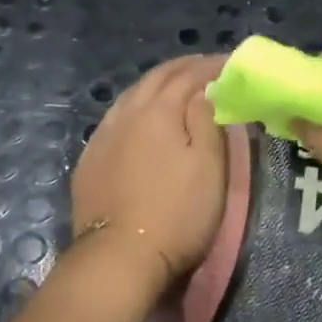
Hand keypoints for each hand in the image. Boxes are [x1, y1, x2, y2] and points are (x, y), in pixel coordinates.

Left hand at [71, 55, 227, 303]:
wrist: (119, 257)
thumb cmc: (177, 213)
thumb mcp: (209, 167)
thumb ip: (208, 121)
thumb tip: (205, 89)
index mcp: (158, 110)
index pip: (189, 75)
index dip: (212, 66)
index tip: (232, 64)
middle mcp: (126, 113)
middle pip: (156, 78)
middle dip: (183, 68)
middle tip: (207, 67)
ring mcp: (103, 136)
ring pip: (131, 95)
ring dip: (157, 84)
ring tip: (176, 86)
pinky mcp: (89, 159)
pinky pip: (115, 117)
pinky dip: (135, 106)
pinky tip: (140, 117)